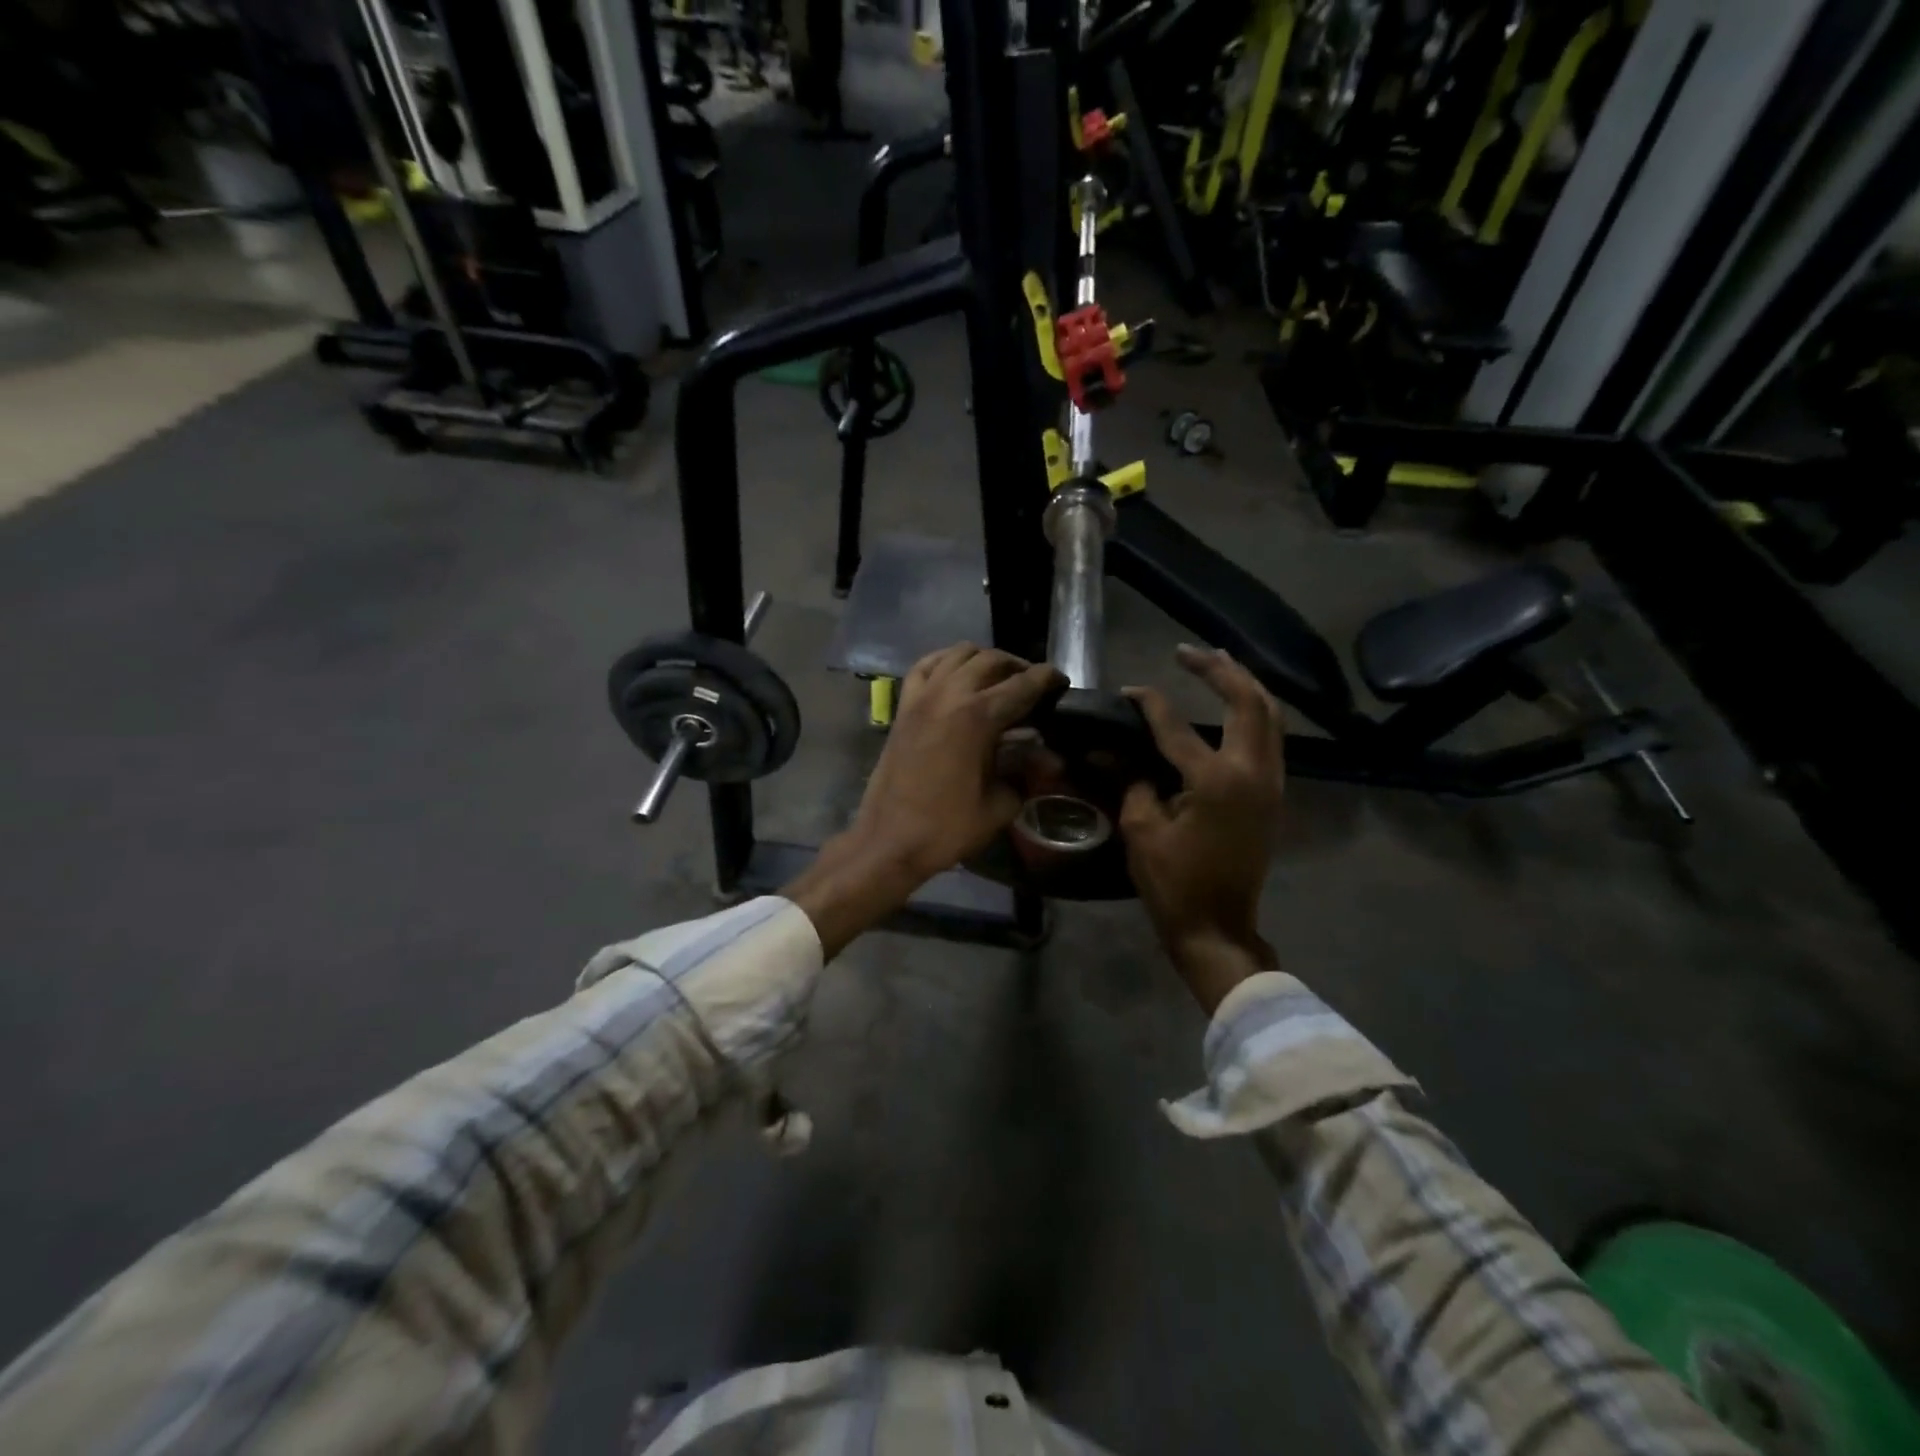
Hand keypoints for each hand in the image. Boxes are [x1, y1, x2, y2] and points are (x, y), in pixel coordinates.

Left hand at [785, 644, 1062, 957]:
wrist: (889, 841)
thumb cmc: (947, 827)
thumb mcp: (1000, 804)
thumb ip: (1026, 772)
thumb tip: (1049, 758)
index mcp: (978, 716)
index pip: (1022, 684)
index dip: (1047, 679)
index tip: (1061, 682)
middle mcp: (949, 694)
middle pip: (991, 660)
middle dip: (1018, 667)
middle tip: (1033, 686)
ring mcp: (921, 697)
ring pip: (958, 654)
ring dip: (984, 659)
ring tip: (999, 678)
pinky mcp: (903, 707)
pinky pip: (925, 666)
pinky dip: (945, 661)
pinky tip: (957, 673)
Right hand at [1121, 645, 1285, 1009]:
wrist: (1218, 927)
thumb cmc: (1174, 883)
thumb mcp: (1141, 830)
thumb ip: (1133, 782)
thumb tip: (1120, 753)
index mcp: (1216, 780)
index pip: (1176, 726)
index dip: (1149, 703)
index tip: (1128, 691)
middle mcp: (1253, 772)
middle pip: (1248, 702)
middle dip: (1220, 669)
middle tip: (1189, 651)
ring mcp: (1270, 783)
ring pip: (1270, 716)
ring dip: (1245, 685)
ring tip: (1218, 663)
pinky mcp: (1273, 795)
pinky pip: (1271, 738)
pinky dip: (1254, 712)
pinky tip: (1235, 704)